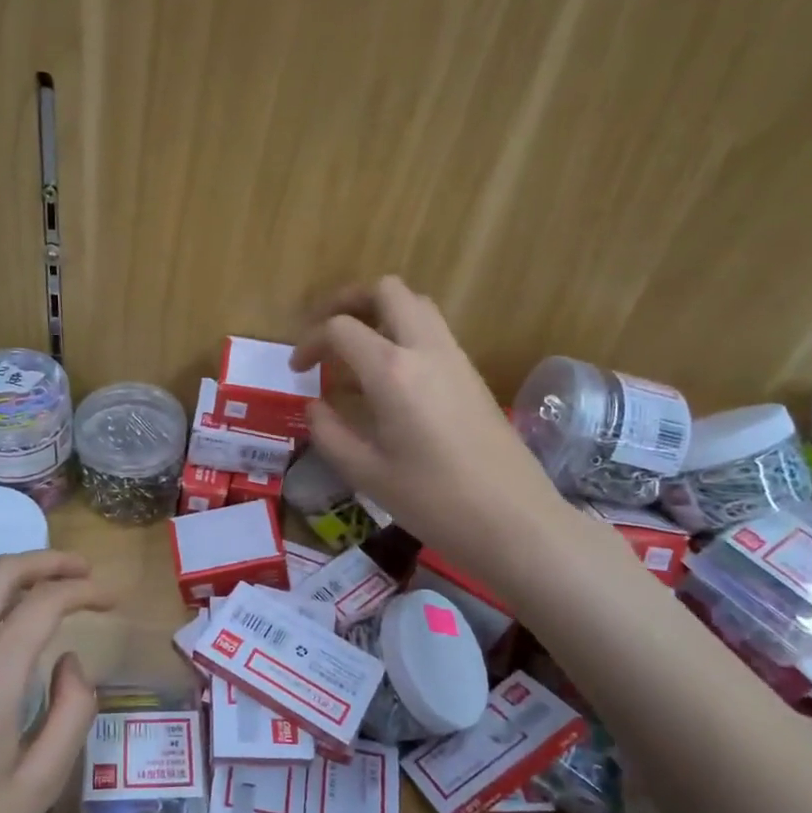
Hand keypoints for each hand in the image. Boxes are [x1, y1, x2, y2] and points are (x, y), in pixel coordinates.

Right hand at [292, 277, 573, 596]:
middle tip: (326, 333)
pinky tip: (388, 380)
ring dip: (380, 314)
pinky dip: (403, 336)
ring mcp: (455, 359)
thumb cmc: (433, 501)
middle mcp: (426, 350)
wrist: (514, 520)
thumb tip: (315, 406)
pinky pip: (433, 333)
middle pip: (387, 291)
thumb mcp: (366, 473)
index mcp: (392, 371)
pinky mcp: (472, 376)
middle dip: (349, 301)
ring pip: (416, 306)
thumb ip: (330, 433)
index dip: (310, 342)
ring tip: (355, 353)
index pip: (341, 328)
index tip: (296, 370)